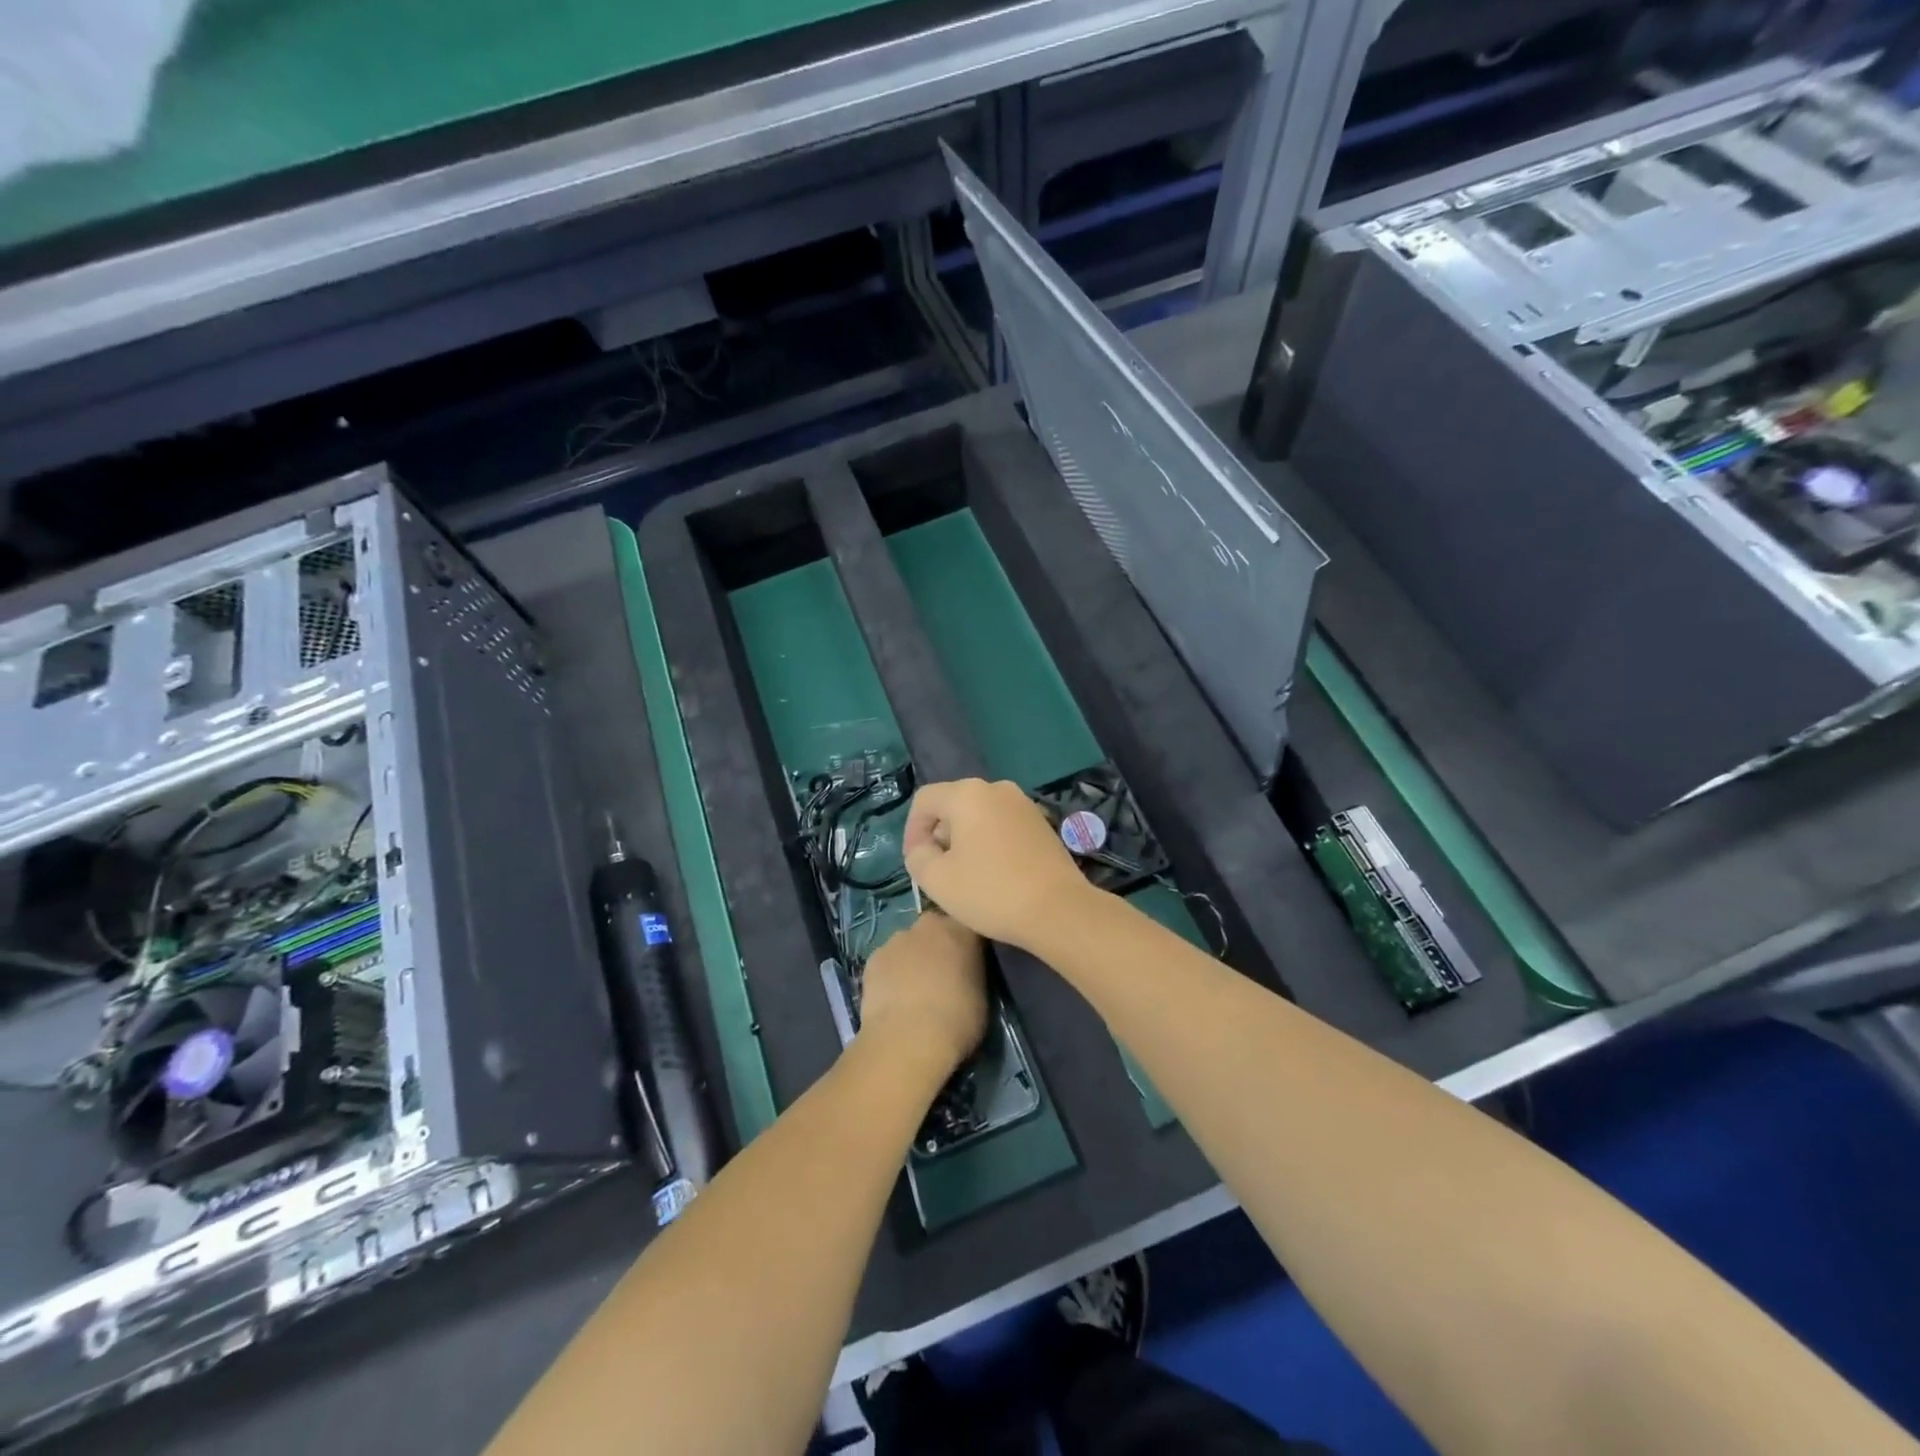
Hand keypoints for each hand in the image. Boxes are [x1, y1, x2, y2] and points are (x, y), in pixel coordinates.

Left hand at [857, 910, 988, 1079]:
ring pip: (907, 944)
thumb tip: (963, 978)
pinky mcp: (873, 958)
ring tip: (913, 992)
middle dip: (937, 946)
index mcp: (962, 930)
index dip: (969, 945)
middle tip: (941, 975)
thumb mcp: (981, 997)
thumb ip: (971, 975)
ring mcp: (898, 939)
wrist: (909, 1039)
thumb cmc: (957, 1020)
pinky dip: (890, 974)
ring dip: (911, 959)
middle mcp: (930, 925)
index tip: (970, 963)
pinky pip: (886, 962)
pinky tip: (892, 999)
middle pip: (935, 929)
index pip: (969, 926)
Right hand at [903, 778, 1094, 950]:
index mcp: (967, 794)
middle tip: (938, 870)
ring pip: (979, 815)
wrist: (1059, 909)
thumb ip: (917, 856)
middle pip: (953, 804)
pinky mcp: (1041, 823)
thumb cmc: (991, 891)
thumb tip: (925, 847)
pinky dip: (989, 842)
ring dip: (965, 839)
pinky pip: (1002, 824)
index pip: (924, 800)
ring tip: (965, 874)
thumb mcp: (936, 879)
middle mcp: (996, 788)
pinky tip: (993, 873)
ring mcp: (1023, 804)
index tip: (915, 862)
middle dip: (939, 834)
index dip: (912, 830)